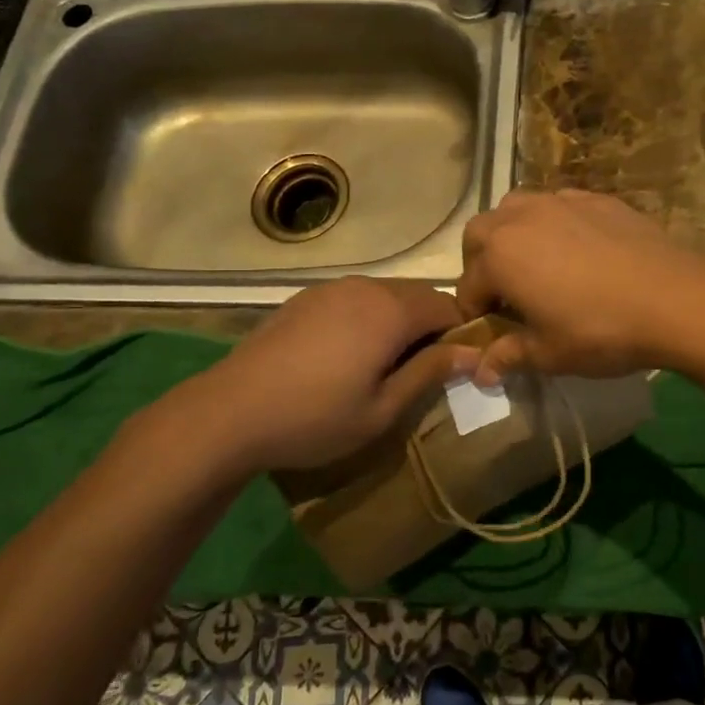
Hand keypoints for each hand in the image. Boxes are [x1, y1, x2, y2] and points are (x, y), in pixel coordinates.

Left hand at [136, 278, 478, 478]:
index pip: (449, 308)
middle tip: (422, 372)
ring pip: (386, 295)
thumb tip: (474, 353)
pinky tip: (347, 355)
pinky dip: (368, 318)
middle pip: (419, 296)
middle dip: (431, 327)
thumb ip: (430, 372)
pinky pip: (355, 299)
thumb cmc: (316, 417)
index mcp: (391, 310)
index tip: (457, 369)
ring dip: (399, 322)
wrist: (229, 412)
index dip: (461, 336)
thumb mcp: (383, 408)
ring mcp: (332, 288)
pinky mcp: (305, 298)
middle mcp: (365, 287)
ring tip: (384, 365)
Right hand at [455, 189, 704, 383]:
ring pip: (517, 208)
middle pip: (480, 234)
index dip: (474, 314)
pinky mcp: (596, 198)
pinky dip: (554, 224)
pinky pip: (558, 205)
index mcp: (499, 257)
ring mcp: (560, 202)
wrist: (673, 298)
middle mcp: (520, 218)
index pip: (468, 287)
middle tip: (507, 293)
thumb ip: (509, 355)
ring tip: (538, 265)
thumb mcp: (549, 354)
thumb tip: (482, 371)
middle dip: (482, 262)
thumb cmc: (600, 331)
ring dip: (513, 234)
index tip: (491, 333)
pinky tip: (579, 251)